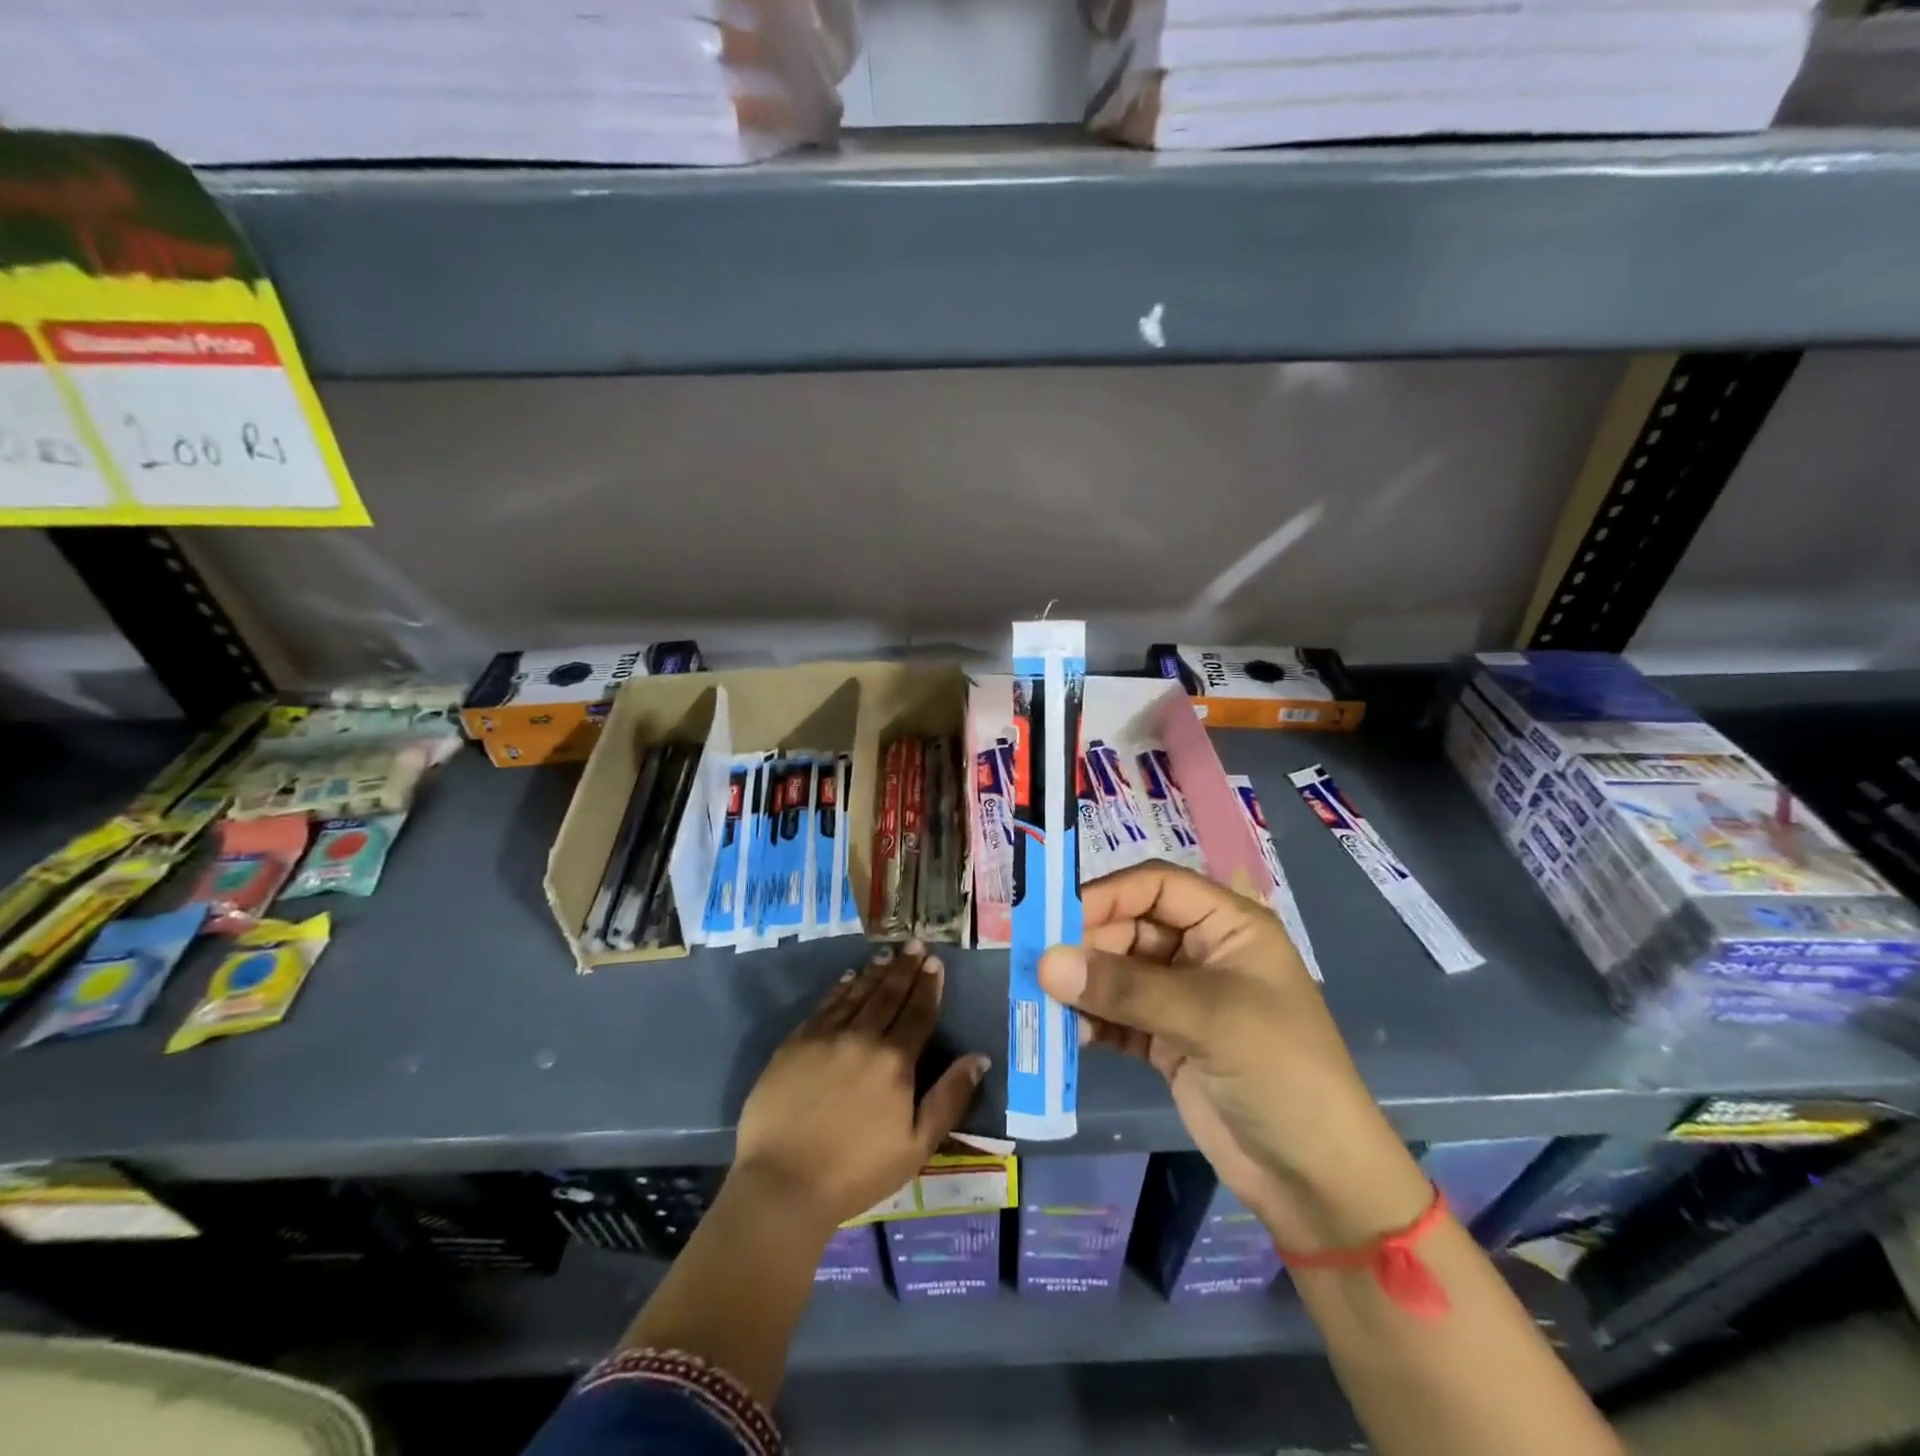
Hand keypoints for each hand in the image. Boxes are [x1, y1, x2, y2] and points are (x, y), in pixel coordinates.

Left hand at [733, 942, 990, 1239]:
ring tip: (887, 955)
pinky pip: (824, 1006)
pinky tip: (848, 978)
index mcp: (895, 1061)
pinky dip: (840, 989)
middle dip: (905, 968)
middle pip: (889, 995)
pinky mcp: (795, 1043)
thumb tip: (980, 1058)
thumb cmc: (857, 1172)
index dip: (928, 987)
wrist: (783, 1183)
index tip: (935, 963)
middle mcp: (863, 1037)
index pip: (918, 1013)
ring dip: (875, 973)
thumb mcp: (917, 1145)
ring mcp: (826, 1037)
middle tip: (914, 944)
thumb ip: (949, 1098)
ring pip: (857, 994)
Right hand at [1040, 862, 1428, 1250]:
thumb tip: (1045, 963)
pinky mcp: (1166, 1040)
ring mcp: (1182, 998)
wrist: (1318, 1180)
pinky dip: (1092, 1021)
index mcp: (1227, 926)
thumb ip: (1124, 988)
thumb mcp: (1207, 1019)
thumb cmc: (1280, 1073)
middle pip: (1130, 927)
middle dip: (1087, 945)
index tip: (1056, 919)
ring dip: (1083, 985)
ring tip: (1045, 1002)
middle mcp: (1202, 952)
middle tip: (1042, 968)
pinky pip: (1117, 1016)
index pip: (1156, 886)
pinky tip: (1071, 1035)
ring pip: (1118, 972)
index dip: (1107, 894)